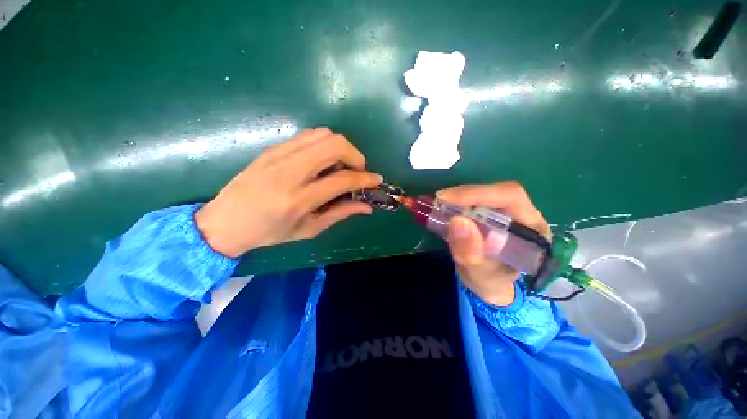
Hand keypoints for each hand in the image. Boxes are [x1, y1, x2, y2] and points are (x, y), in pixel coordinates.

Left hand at [194, 127, 381, 257]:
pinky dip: (324, 144)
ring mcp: (279, 155)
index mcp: (298, 199)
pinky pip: (308, 135)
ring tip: (341, 166)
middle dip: (356, 155)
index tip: (376, 180)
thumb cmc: (269, 232)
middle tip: (357, 171)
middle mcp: (290, 172)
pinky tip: (323, 161)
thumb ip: (341, 213)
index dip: (365, 178)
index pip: (342, 179)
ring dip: (341, 147)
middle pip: (335, 145)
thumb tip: (367, 206)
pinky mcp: (273, 148)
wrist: (225, 221)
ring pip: (323, 134)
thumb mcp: (309, 230)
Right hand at [437, 181, 550, 305]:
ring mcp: (508, 212)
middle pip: (496, 191)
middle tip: (438, 202)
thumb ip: (471, 255)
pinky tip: (444, 208)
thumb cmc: (491, 283)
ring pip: (484, 193)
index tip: (446, 199)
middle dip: (465, 195)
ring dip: (459, 198)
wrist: (491, 284)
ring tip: (438, 206)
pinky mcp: (493, 212)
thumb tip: (457, 221)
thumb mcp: (480, 277)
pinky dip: (457, 202)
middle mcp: (525, 215)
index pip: (510, 197)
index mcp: (533, 231)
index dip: (478, 194)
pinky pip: (475, 200)